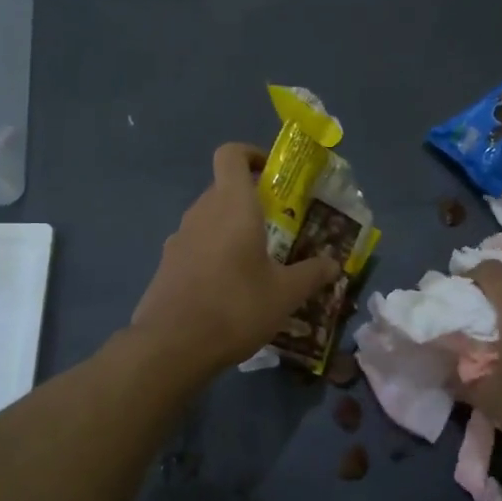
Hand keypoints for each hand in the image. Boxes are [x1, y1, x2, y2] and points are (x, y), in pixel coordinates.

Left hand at [130, 143, 341, 374]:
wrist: (172, 346)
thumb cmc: (236, 307)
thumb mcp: (285, 294)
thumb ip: (312, 274)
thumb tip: (334, 264)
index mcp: (232, 205)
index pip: (231, 154)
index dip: (251, 154)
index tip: (272, 174)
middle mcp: (202, 212)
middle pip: (223, 188)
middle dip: (251, 201)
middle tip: (279, 227)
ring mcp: (179, 238)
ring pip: (209, 219)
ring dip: (232, 229)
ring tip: (257, 262)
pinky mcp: (167, 265)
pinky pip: (196, 246)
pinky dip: (214, 254)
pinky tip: (229, 288)